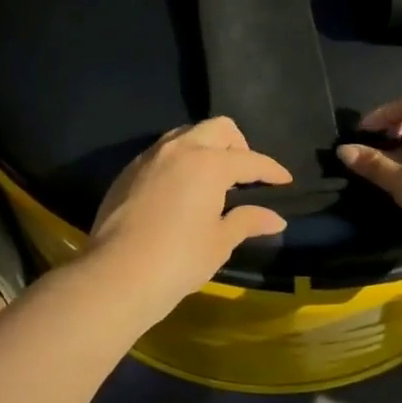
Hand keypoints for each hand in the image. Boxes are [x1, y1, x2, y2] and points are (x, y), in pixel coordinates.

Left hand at [87, 118, 291, 325]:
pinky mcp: (129, 170)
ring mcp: (150, 156)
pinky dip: (180, 159)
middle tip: (245, 174)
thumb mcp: (219, 242)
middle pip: (218, 128)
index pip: (249, 159)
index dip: (271, 170)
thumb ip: (247, 221)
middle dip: (239, 144)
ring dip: (206, 146)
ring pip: (187, 133)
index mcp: (209, 163)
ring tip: (213, 177)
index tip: (284, 180)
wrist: (116, 274)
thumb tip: (276, 218)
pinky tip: (182, 188)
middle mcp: (180, 149)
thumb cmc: (178, 260)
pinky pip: (162, 151)